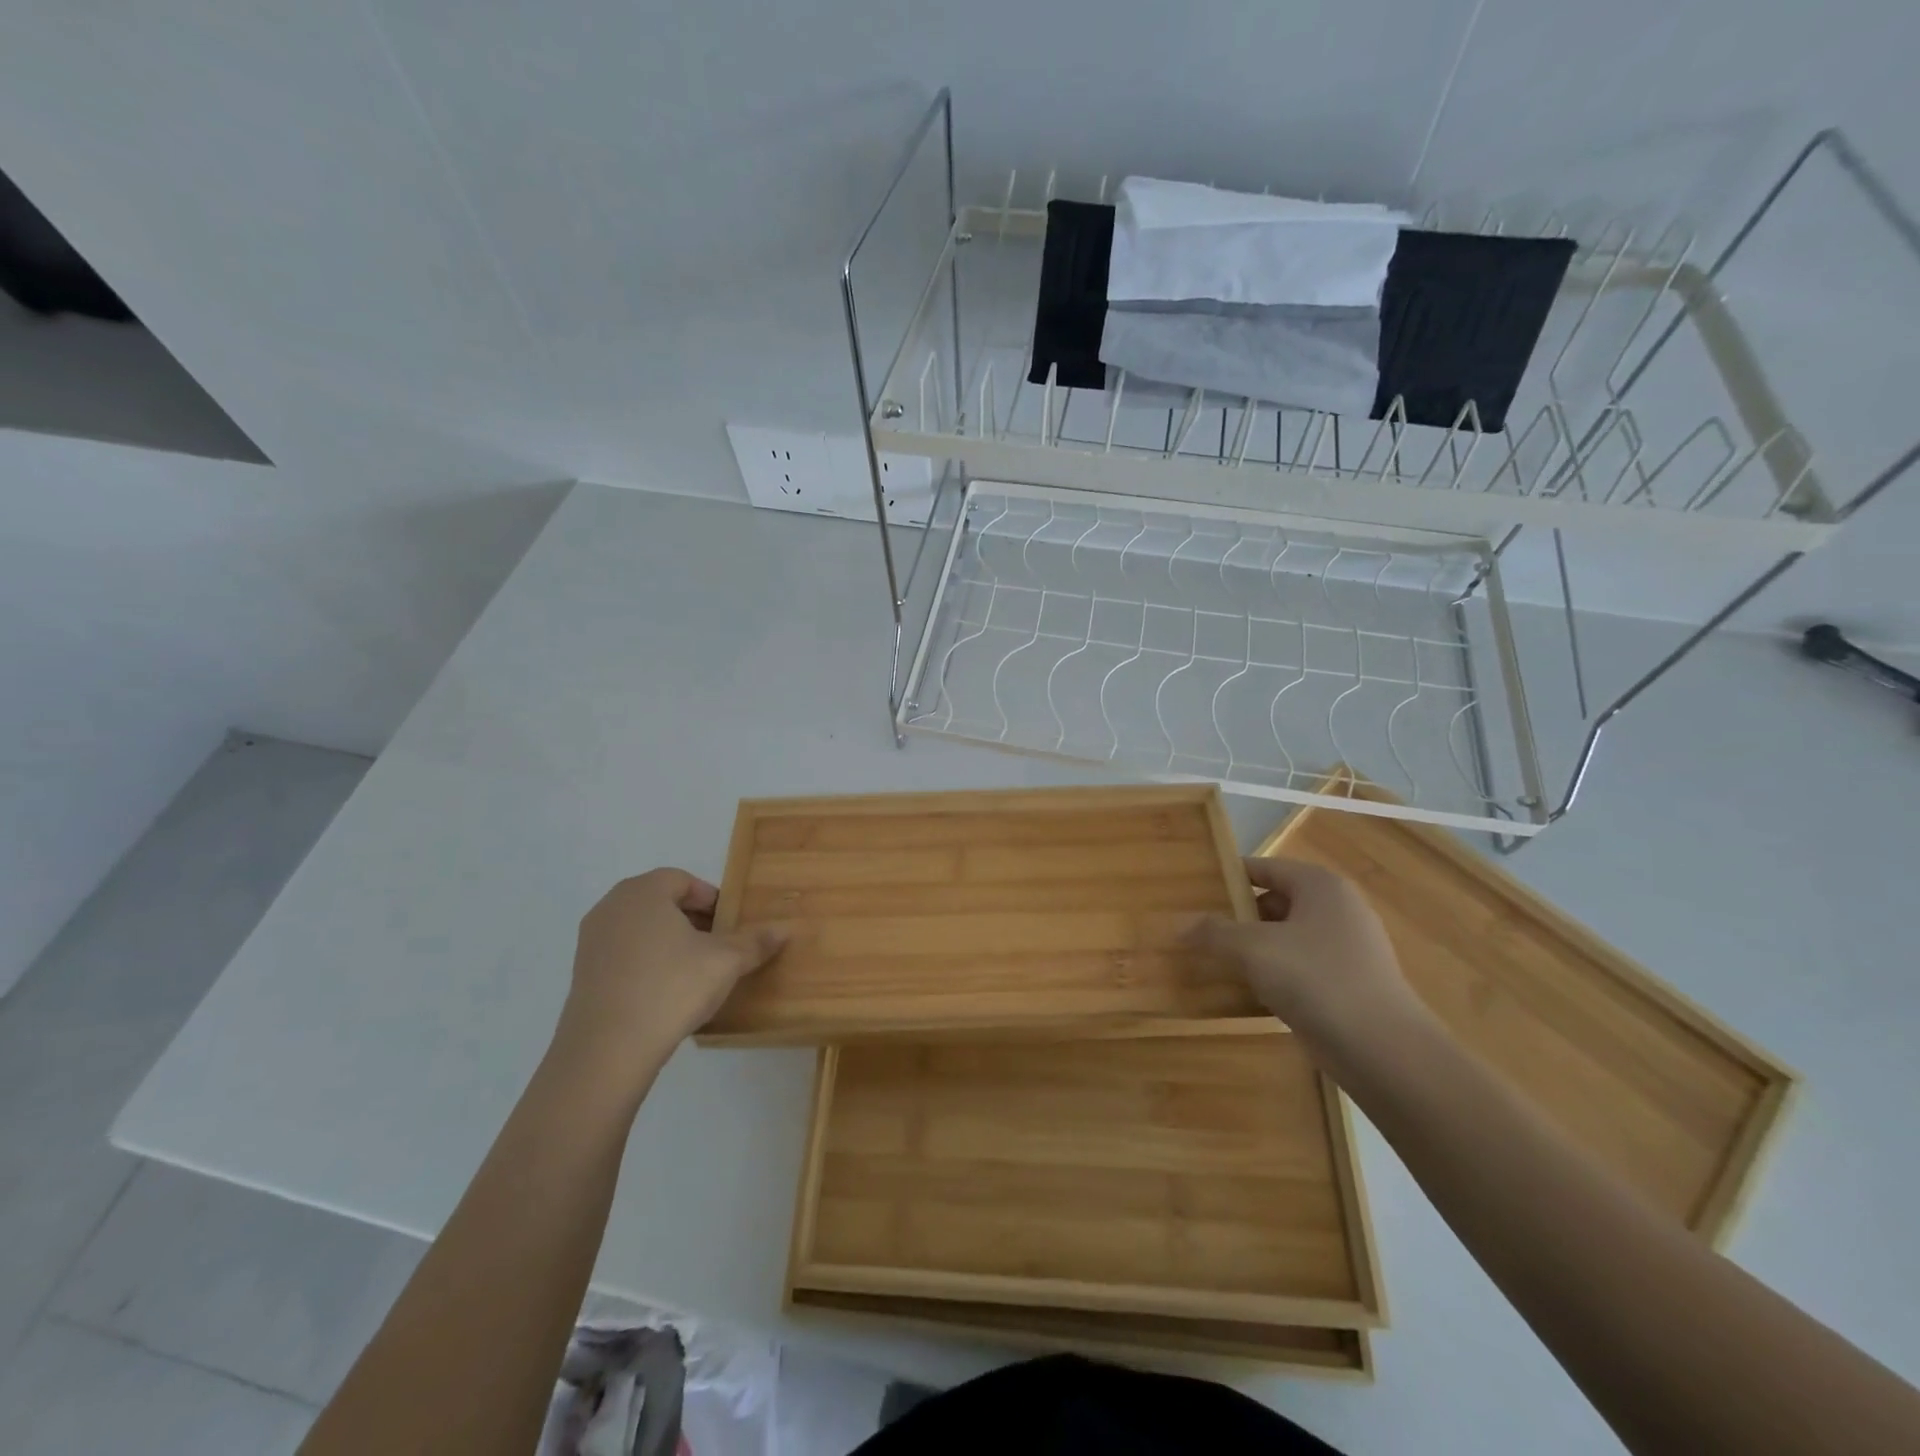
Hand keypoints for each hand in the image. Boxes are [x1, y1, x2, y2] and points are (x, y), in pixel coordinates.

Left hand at [553, 869, 786, 1088]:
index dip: (712, 899)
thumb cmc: (671, 988)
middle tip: (718, 945)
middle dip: (692, 919)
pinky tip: (665, 991)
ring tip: (694, 970)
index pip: (684, 880)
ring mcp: (591, 940)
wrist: (607, 1051)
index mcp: (644, 891)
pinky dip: (647, 962)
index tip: (730, 925)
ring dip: (669, 940)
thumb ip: (756, 942)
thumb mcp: (726, 962)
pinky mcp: (582, 973)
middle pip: (661, 901)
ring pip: (641, 928)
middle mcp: (612, 906)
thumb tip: (786, 929)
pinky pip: (623, 953)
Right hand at [1184, 857, 1422, 1040]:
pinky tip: (1249, 993)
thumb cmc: (1316, 979)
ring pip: (1287, 938)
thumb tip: (1178, 925)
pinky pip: (1302, 968)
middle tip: (1200, 931)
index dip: (1227, 877)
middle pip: (1275, 902)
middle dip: (1237, 917)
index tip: (1194, 892)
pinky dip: (1276, 975)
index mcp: (1320, 885)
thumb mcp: (1252, 949)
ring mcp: (1349, 948)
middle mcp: (1339, 908)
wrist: (1383, 1050)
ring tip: (1216, 962)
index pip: (1264, 867)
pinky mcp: (1351, 984)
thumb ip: (1213, 932)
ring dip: (1254, 949)